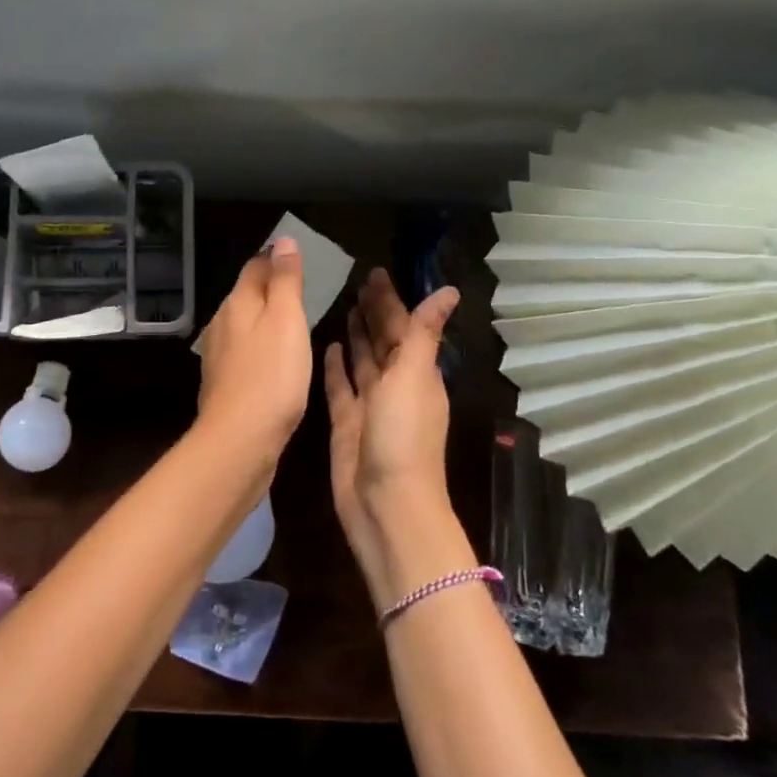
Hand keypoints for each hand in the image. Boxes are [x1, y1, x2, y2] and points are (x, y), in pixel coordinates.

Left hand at [195, 238, 312, 466]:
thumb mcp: (286, 320)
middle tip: (302, 287)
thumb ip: (285, 280)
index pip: (255, 266)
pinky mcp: (223, 382)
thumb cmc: (271, 375)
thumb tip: (282, 240)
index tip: (298, 257)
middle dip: (270, 287)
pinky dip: (260, 347)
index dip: (276, 258)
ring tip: (292, 322)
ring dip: (265, 319)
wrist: (240, 438)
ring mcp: (218, 355)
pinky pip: (244, 352)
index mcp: (237, 303)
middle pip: (247, 294)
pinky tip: (275, 360)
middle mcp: (221, 323)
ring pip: (244, 324)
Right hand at [324, 269, 464, 611]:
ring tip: (343, 306)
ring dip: (357, 335)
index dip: (391, 299)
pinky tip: (327, 345)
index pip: (403, 326)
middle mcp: (395, 385)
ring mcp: (369, 405)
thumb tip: (449, 291)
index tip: (375, 272)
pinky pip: (340, 386)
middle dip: (374, 312)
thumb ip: (424, 332)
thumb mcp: (414, 377)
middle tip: (355, 281)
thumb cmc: (402, 436)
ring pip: (362, 361)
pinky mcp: (346, 422)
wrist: (386, 504)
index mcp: (417, 373)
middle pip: (383, 340)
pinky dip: (336, 366)